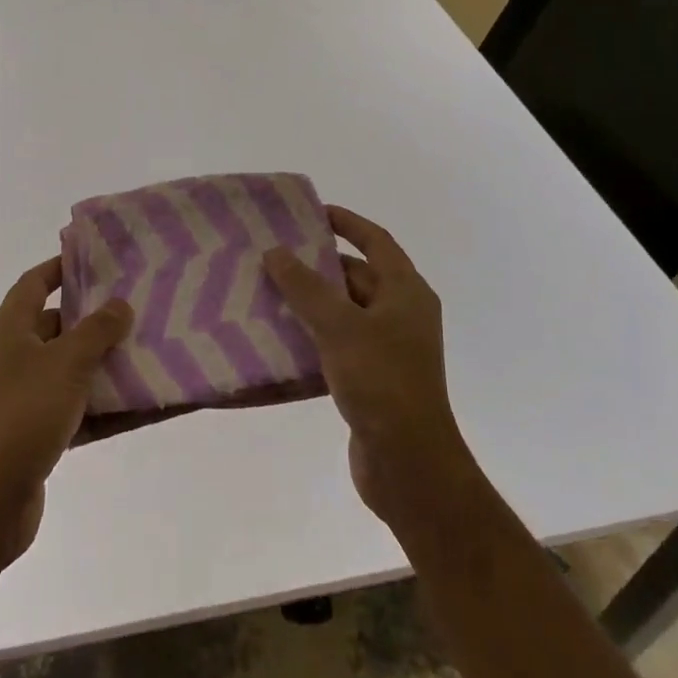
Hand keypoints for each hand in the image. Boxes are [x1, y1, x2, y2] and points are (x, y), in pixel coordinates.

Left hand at [0, 257, 133, 566]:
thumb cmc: (22, 413)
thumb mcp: (66, 362)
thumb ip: (97, 330)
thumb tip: (120, 304)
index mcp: (9, 330)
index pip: (34, 283)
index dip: (62, 267)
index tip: (99, 259)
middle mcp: (12, 358)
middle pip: (57, 326)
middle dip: (95, 319)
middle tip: (138, 307)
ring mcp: (22, 399)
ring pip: (71, 371)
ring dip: (105, 365)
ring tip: (150, 352)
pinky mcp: (35, 436)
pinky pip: (78, 411)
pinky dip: (105, 408)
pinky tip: (143, 406)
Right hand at [262, 208, 476, 537]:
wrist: (408, 465)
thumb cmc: (381, 381)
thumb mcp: (340, 326)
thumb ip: (305, 286)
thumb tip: (275, 252)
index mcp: (406, 292)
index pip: (376, 241)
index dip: (347, 222)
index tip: (312, 212)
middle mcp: (402, 314)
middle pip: (358, 276)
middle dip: (319, 264)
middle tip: (276, 254)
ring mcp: (389, 349)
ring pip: (345, 311)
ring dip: (312, 301)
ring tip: (269, 290)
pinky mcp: (373, 379)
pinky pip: (339, 343)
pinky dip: (313, 334)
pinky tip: (280, 335)